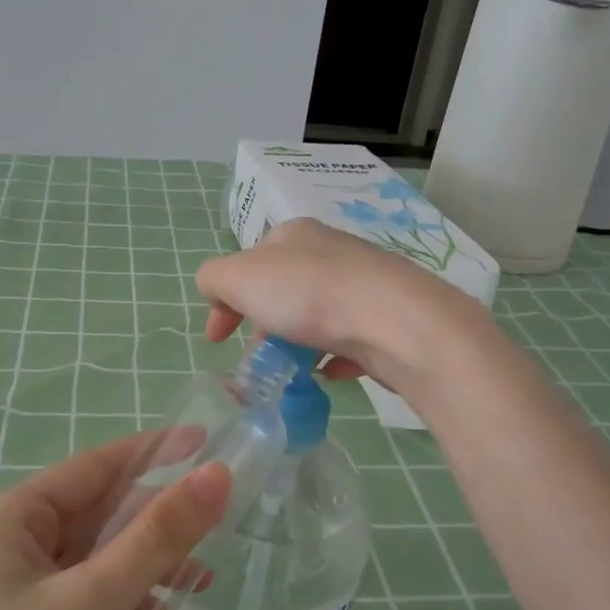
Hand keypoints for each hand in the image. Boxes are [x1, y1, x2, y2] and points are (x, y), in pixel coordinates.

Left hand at [0, 437, 229, 609]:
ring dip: (144, 563)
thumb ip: (158, 535)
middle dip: (155, 517)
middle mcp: (5, 544)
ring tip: (203, 578)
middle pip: (95, 512)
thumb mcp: (94, 599)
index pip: (95, 466)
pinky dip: (120, 599)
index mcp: (10, 518)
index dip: (154, 451)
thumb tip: (218, 475)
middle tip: (219, 518)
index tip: (207, 441)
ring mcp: (10, 591)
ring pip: (92, 558)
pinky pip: (81, 596)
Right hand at [196, 218, 486, 401]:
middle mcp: (330, 252)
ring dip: (297, 344)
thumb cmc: (308, 295)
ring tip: (293, 372)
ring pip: (316, 316)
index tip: (216, 341)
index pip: (247, 263)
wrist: (395, 321)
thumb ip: (214, 279)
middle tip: (258, 360)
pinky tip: (331, 373)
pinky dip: (335, 356)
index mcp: (293, 235)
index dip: (224, 301)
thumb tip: (219, 295)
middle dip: (262, 327)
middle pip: (282, 291)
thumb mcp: (238, 277)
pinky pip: (350, 339)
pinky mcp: (387, 318)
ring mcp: (363, 285)